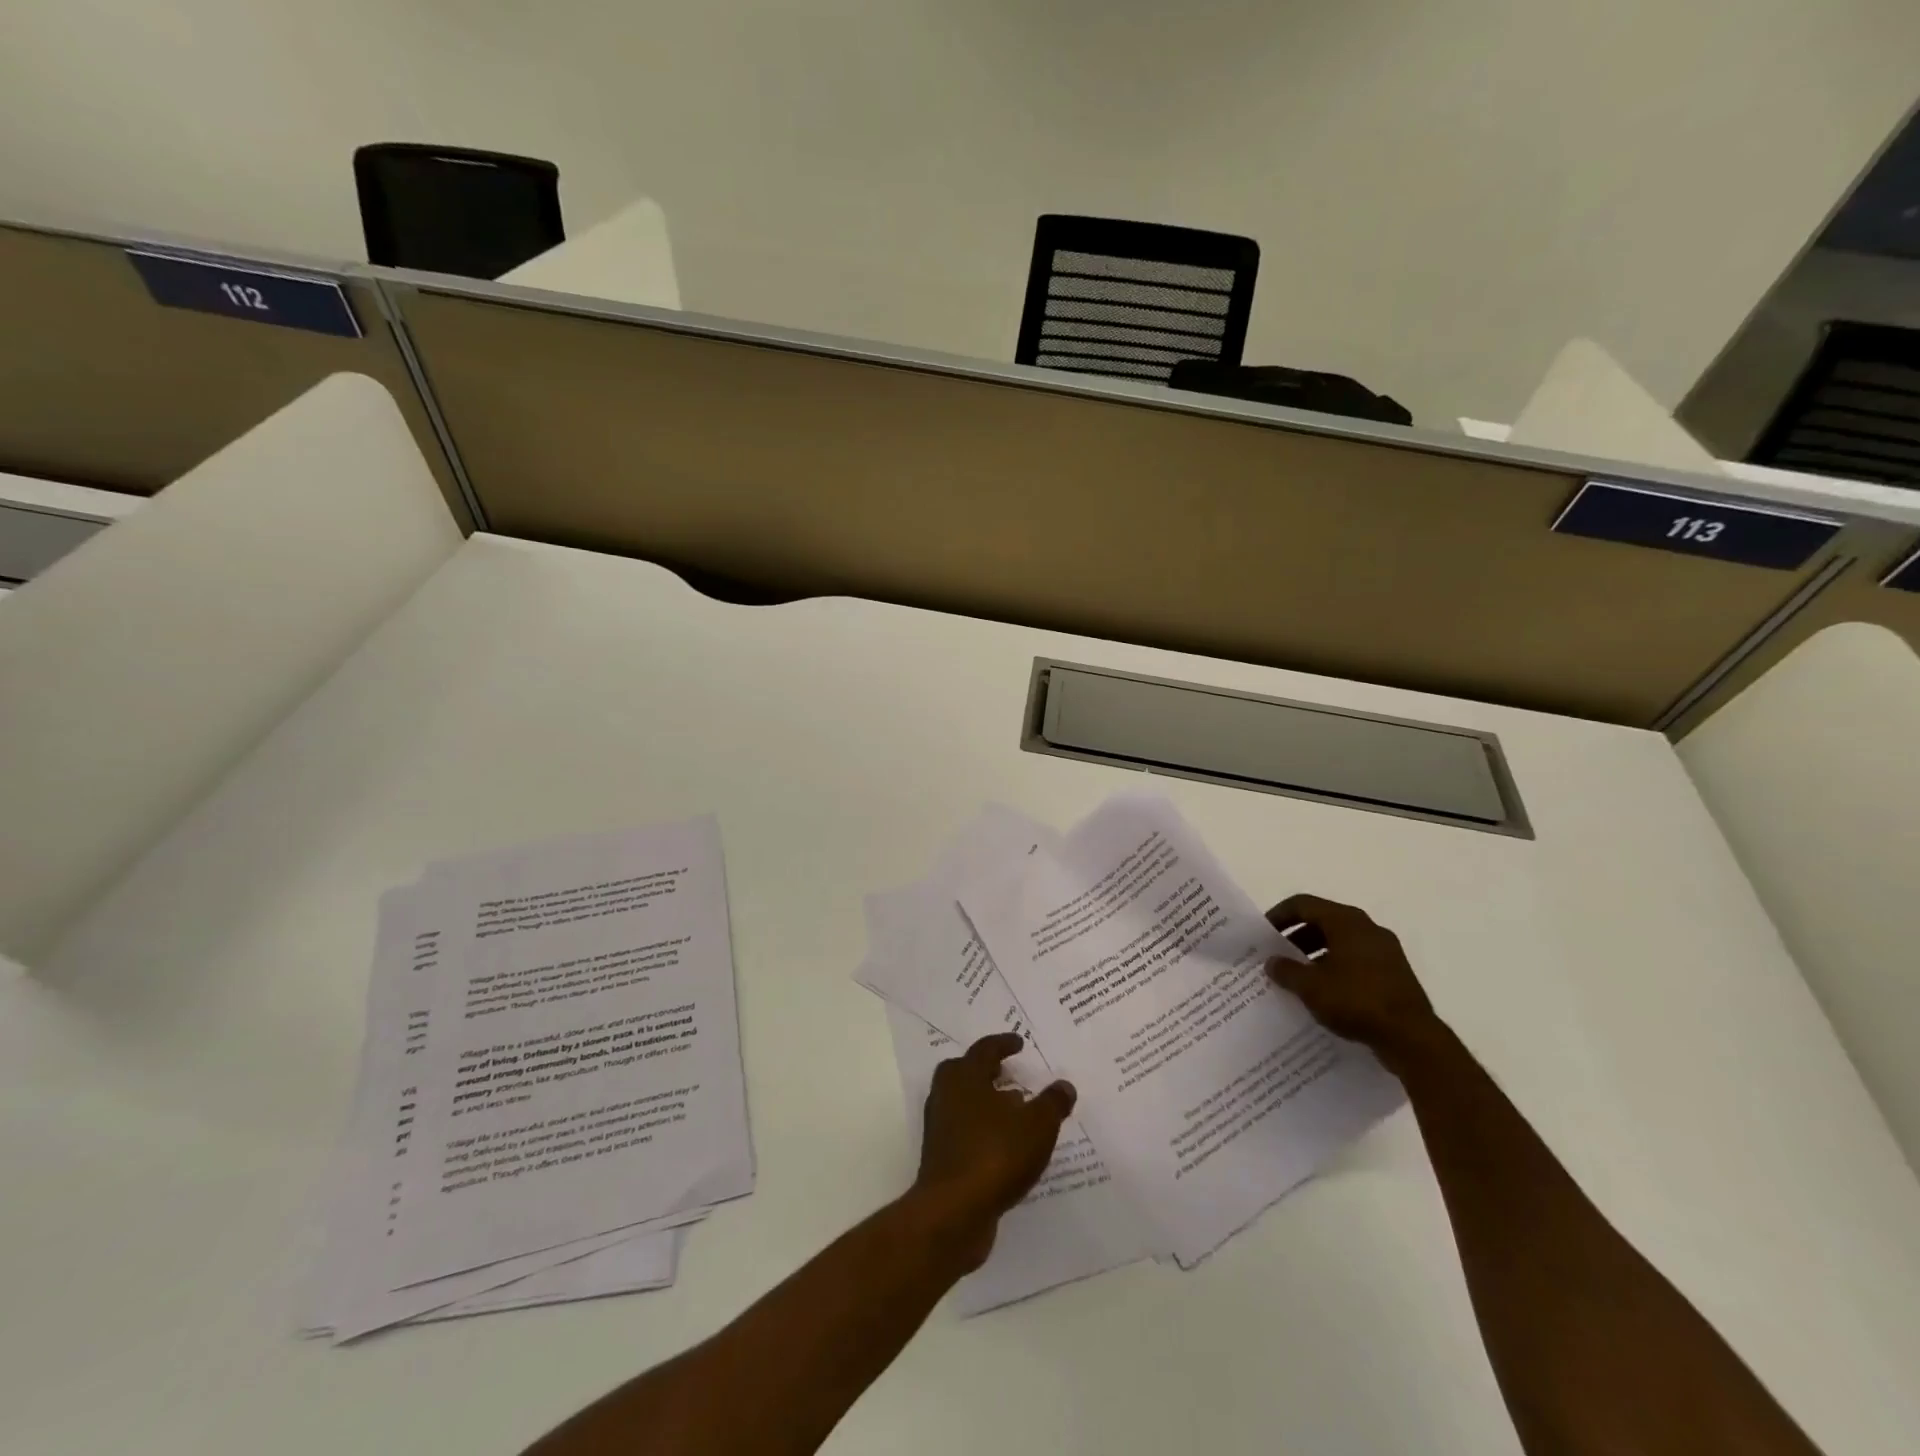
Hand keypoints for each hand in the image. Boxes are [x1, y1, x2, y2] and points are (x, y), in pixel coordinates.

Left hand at [910, 1033, 1075, 1269]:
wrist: (953, 1212)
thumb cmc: (995, 1155)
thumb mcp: (1037, 1126)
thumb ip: (1052, 1103)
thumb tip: (1065, 1086)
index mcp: (965, 1077)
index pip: (984, 1050)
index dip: (1003, 1044)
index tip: (1018, 1043)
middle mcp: (946, 1096)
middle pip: (964, 1072)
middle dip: (985, 1070)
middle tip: (1006, 1072)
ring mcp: (940, 1128)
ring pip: (962, 1103)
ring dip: (985, 1102)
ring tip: (1013, 1110)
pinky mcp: (941, 1158)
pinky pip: (964, 1132)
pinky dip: (983, 1130)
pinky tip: (1005, 1145)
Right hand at [1264, 894, 1443, 1069]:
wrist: (1412, 1038)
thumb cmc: (1356, 1000)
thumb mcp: (1311, 986)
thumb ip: (1286, 970)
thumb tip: (1272, 962)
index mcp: (1346, 921)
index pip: (1303, 904)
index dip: (1279, 915)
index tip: (1263, 934)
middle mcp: (1368, 928)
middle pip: (1323, 921)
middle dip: (1297, 936)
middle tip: (1279, 955)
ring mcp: (1386, 951)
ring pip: (1341, 942)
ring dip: (1316, 954)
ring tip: (1299, 976)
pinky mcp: (1395, 974)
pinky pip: (1357, 960)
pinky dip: (1336, 967)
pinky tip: (1326, 992)